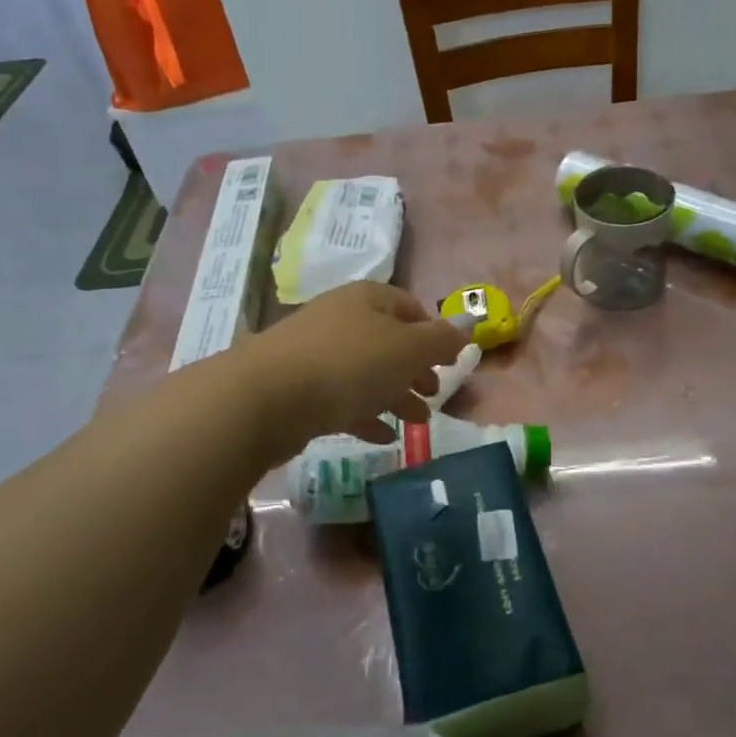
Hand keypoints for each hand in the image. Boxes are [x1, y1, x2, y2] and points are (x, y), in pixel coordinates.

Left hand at [237, 282, 468, 457]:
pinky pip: (341, 398)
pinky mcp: (297, 387)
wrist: (264, 398)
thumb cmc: (348, 365)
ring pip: (366, 372)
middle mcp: (341, 318)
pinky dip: (364, 414)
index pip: (410, 307)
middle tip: (433, 395)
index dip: (434, 333)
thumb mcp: (408, 350)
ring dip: (394, 395)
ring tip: (416, 422)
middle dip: (415, 369)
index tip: (449, 361)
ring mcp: (315, 352)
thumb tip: (470, 323)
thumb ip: (442, 340)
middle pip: (388, 341)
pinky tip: (380, 437)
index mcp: (368, 299)